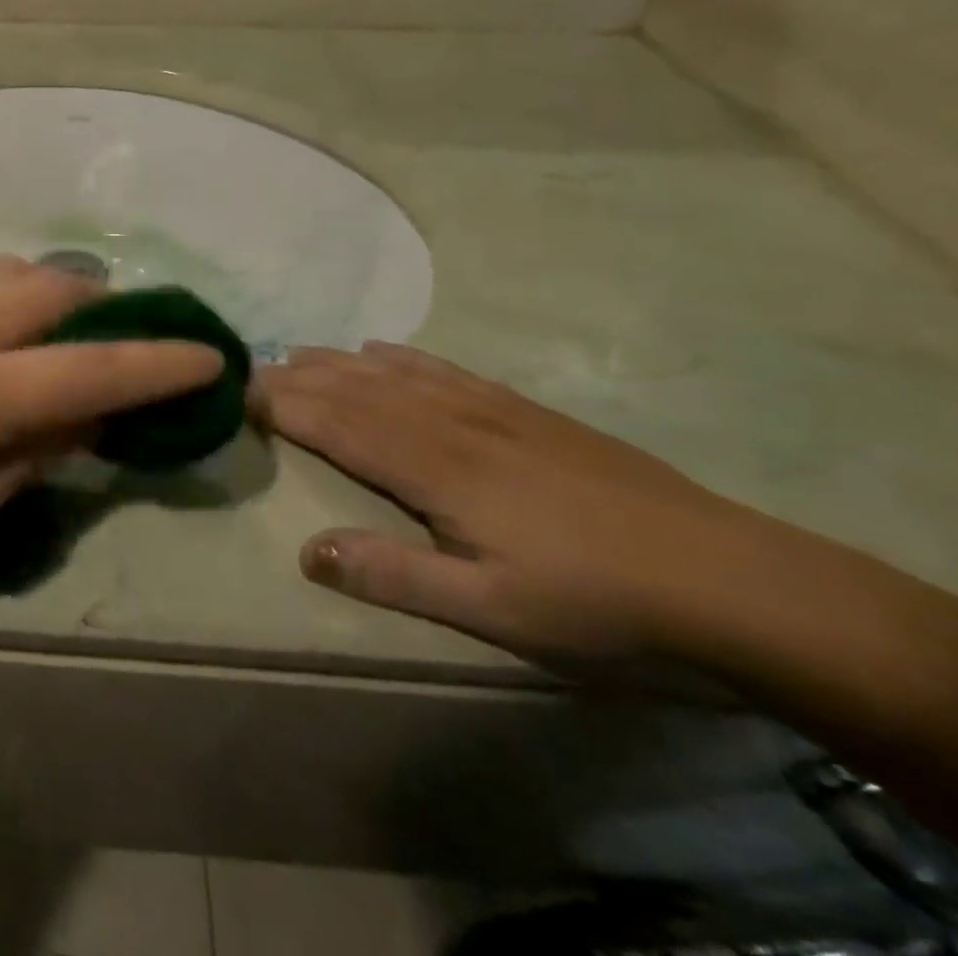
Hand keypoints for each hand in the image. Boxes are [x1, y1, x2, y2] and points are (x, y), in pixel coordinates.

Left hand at [0, 258, 225, 585]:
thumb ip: (22, 462)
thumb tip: (77, 422)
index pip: (96, 369)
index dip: (162, 364)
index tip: (211, 357)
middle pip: (60, 292)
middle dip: (111, 311)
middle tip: (124, 345)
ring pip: (14, 270)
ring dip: (58, 292)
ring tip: (64, 330)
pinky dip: (7, 287)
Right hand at [261, 344, 751, 659]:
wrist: (723, 575)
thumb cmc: (595, 601)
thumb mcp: (490, 608)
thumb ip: (393, 575)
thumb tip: (305, 550)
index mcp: (433, 467)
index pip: (336, 423)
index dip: (282, 406)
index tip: (234, 395)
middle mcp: (447, 422)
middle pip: (353, 389)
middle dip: (295, 377)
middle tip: (246, 370)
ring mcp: (485, 408)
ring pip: (389, 372)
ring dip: (334, 361)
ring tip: (292, 354)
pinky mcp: (518, 409)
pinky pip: (439, 368)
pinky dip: (395, 356)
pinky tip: (378, 349)